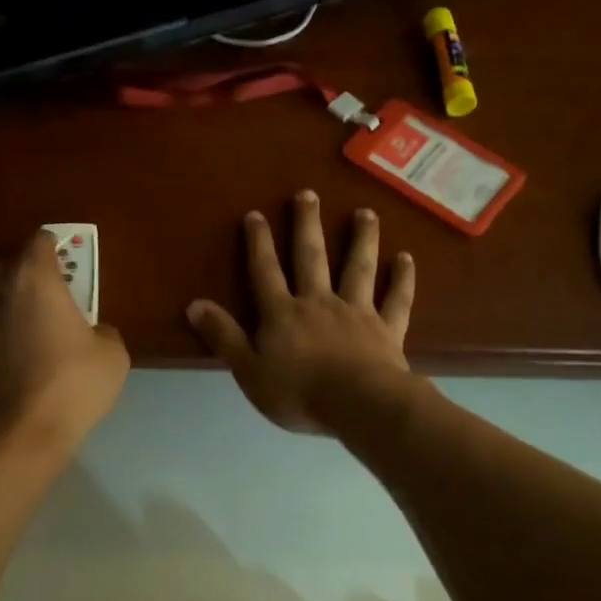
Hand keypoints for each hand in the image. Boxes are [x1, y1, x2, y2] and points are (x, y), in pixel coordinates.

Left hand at [0, 232, 128, 451]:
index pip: (40, 241)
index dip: (57, 248)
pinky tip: (15, 353)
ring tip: (30, 327)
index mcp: (33, 278)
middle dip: (30, 274)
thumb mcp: (111, 355)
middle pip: (10, 264)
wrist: (16, 436)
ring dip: (8, 301)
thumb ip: (101, 329)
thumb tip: (90, 331)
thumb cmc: (71, 386)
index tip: (69, 264)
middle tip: (53, 298)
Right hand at [186, 191, 415, 433]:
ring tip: (366, 213)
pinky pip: (396, 299)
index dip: (259, 243)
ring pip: (358, 268)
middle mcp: (319, 302)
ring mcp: (356, 312)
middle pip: (312, 257)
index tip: (256, 214)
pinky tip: (406, 258)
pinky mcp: (387, 329)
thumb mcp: (248, 370)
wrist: (358, 406)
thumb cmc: (298, 393)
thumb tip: (194, 304)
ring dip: (362, 239)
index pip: (266, 272)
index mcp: (283, 314)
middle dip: (307, 225)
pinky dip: (402, 279)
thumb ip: (224, 336)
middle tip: (309, 194)